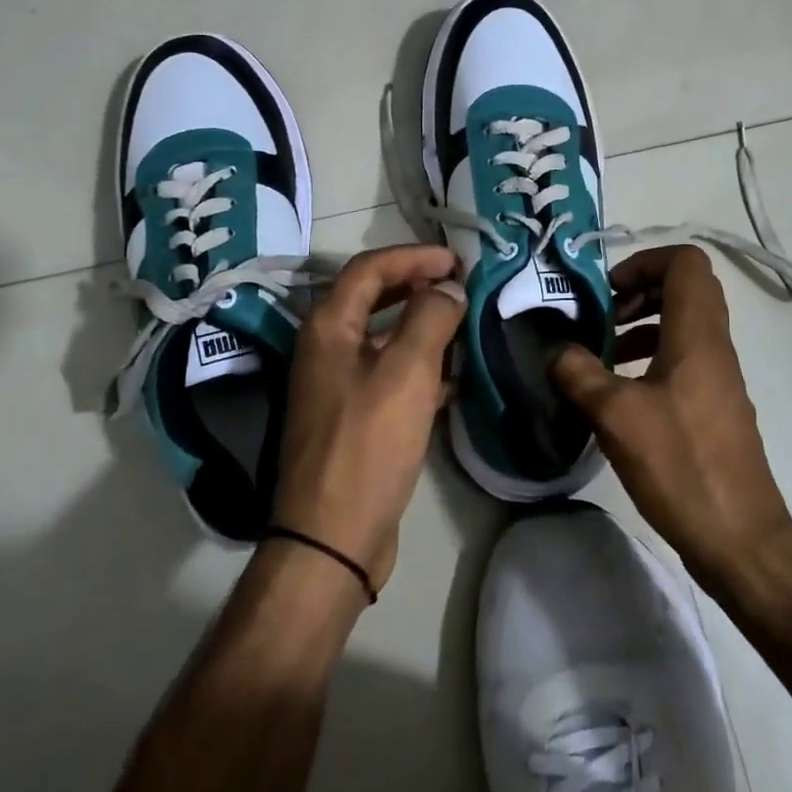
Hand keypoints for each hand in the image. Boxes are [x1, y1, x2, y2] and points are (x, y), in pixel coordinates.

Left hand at [274, 245, 466, 594]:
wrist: (333, 535)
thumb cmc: (369, 443)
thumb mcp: (407, 372)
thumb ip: (430, 318)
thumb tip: (448, 287)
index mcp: (329, 327)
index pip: (370, 268)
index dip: (413, 256)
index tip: (456, 260)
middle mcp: (326, 348)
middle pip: (373, 298)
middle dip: (417, 286)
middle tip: (460, 285)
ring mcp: (337, 384)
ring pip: (384, 338)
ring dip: (422, 326)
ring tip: (465, 325)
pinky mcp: (354, 417)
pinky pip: (390, 375)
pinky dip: (421, 367)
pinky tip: (456, 379)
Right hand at [551, 246, 791, 592]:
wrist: (740, 537)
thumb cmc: (681, 465)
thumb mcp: (616, 416)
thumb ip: (579, 373)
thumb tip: (556, 351)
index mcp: (697, 334)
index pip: (685, 262)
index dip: (644, 261)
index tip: (608, 291)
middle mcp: (714, 346)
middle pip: (685, 289)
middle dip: (639, 292)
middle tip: (602, 317)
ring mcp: (718, 378)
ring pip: (683, 326)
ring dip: (642, 327)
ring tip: (602, 355)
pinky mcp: (714, 407)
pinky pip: (683, 360)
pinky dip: (651, 359)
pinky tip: (620, 393)